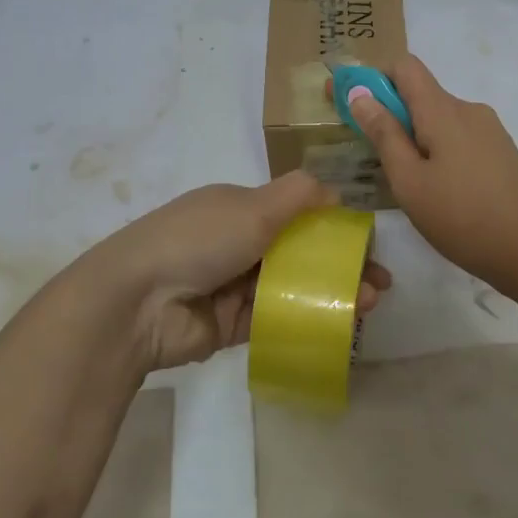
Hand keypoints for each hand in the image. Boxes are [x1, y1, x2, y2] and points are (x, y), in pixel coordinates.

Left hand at [89, 173, 389, 371]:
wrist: (138, 302)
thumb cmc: (199, 239)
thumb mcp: (253, 206)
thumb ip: (299, 195)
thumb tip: (336, 191)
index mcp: (240, 208)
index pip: (295, 213)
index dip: (333, 226)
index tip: (366, 243)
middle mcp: (239, 242)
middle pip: (300, 252)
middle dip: (340, 264)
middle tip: (379, 283)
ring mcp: (234, 285)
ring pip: (293, 287)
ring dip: (331, 292)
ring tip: (370, 304)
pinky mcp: (231, 325)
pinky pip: (277, 319)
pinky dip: (308, 319)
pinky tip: (341, 324)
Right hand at [344, 54, 517, 294]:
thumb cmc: (463, 217)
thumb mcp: (410, 181)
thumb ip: (384, 134)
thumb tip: (359, 93)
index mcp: (443, 110)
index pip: (405, 66)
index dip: (373, 78)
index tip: (350, 106)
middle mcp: (468, 109)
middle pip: (420, 94)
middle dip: (390, 115)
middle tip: (370, 157)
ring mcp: (489, 131)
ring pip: (439, 120)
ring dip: (414, 137)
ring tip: (405, 183)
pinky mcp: (501, 152)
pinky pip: (458, 138)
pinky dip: (437, 151)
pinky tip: (437, 191)